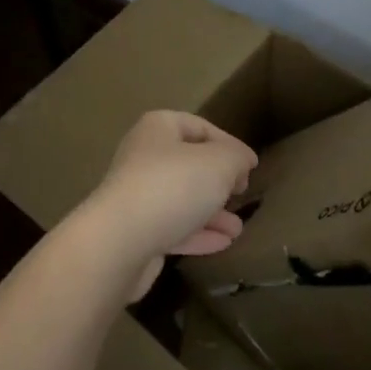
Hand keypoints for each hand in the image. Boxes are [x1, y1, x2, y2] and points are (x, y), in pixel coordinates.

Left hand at [78, 111, 258, 299]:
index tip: (250, 166)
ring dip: (211, 211)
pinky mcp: (136, 232)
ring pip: (181, 198)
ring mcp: (137, 195)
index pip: (199, 126)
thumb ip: (236, 157)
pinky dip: (198, 233)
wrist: (120, 242)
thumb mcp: (218, 162)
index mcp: (158, 129)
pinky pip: (173, 227)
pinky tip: (224, 243)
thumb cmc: (172, 186)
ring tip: (238, 227)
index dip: (228, 143)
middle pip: (188, 163)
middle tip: (241, 192)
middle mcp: (143, 156)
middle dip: (218, 179)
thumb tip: (243, 160)